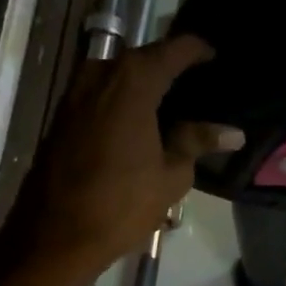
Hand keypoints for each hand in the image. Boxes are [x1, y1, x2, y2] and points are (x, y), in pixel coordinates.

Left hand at [3, 34, 242, 285]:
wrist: (53, 235)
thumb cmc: (120, 204)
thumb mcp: (171, 175)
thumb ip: (197, 142)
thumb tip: (232, 132)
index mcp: (132, 82)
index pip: (173, 49)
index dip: (198, 50)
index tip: (217, 58)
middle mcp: (99, 75)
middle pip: (143, 59)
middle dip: (171, 67)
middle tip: (201, 85)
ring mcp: (75, 94)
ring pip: (119, 76)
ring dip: (145, 85)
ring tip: (176, 105)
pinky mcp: (62, 116)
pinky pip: (102, 94)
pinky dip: (125, 100)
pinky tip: (144, 123)